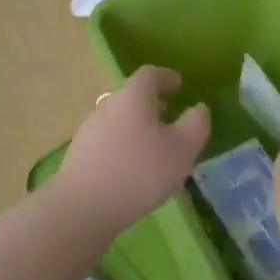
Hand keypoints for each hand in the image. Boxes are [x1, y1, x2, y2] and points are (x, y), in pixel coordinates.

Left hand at [54, 65, 210, 236]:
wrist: (83, 206)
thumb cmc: (140, 171)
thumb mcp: (182, 149)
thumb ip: (195, 125)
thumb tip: (199, 108)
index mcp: (133, 96)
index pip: (150, 74)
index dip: (167, 77)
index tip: (179, 85)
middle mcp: (108, 105)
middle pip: (132, 96)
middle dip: (152, 103)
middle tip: (170, 116)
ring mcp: (90, 129)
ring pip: (119, 118)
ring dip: (137, 126)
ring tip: (154, 147)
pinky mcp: (80, 153)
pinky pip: (108, 140)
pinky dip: (124, 145)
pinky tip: (133, 168)